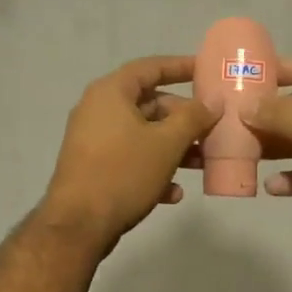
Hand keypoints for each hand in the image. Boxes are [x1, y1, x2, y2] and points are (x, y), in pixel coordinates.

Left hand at [39, 56, 219, 255]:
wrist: (79, 224)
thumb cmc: (124, 173)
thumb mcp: (166, 143)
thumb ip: (193, 118)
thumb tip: (213, 102)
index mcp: (111, 93)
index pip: (150, 67)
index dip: (180, 67)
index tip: (206, 70)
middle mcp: (98, 110)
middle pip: (149, 104)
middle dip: (183, 118)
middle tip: (211, 128)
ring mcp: (93, 141)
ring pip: (142, 135)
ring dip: (173, 147)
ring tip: (201, 163)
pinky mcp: (93, 168)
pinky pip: (129, 159)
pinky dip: (153, 169)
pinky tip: (173, 193)